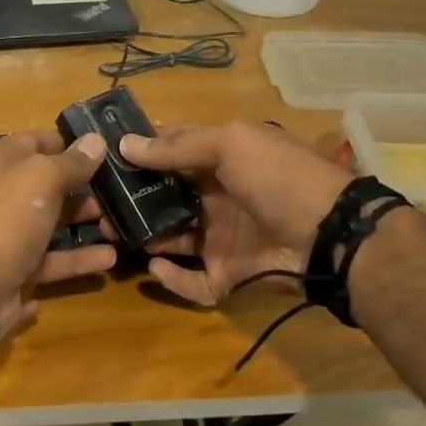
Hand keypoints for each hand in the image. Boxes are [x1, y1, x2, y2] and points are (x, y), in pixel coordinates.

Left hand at [0, 130, 117, 345]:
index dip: (71, 143)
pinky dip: (77, 262)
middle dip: (85, 188)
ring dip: (86, 226)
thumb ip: (70, 162)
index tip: (109, 147)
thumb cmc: (3, 221)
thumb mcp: (40, 179)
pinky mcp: (14, 271)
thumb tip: (95, 141)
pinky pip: (51, 262)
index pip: (37, 142)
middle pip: (47, 186)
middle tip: (125, 192)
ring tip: (123, 228)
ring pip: (52, 226)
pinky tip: (107, 261)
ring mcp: (5, 236)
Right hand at [117, 121, 350, 306]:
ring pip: (171, 239)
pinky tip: (153, 266)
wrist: (328, 234)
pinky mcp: (225, 275)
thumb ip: (178, 147)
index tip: (103, 158)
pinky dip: (171, 278)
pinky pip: (191, 281)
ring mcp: (220, 239)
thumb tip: (125, 145)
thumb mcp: (231, 144)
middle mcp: (216, 198)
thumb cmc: (278, 177)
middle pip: (164, 199)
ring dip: (143, 237)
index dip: (141, 153)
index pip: (172, 153)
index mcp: (221, 161)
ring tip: (112, 234)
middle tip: (98, 206)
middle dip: (132, 201)